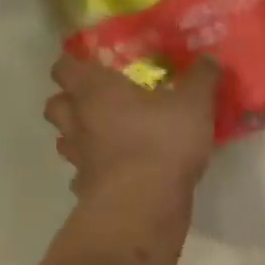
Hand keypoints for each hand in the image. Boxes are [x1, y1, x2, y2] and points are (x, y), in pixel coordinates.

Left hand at [44, 53, 221, 209]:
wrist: (143, 205)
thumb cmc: (162, 142)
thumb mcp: (194, 105)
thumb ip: (201, 80)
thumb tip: (210, 59)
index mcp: (96, 91)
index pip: (65, 67)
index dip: (72, 63)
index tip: (89, 65)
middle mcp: (78, 121)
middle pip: (55, 105)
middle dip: (69, 102)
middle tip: (94, 103)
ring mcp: (78, 159)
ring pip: (64, 141)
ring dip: (78, 137)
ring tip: (103, 139)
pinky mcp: (86, 190)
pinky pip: (82, 177)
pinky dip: (93, 174)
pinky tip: (113, 176)